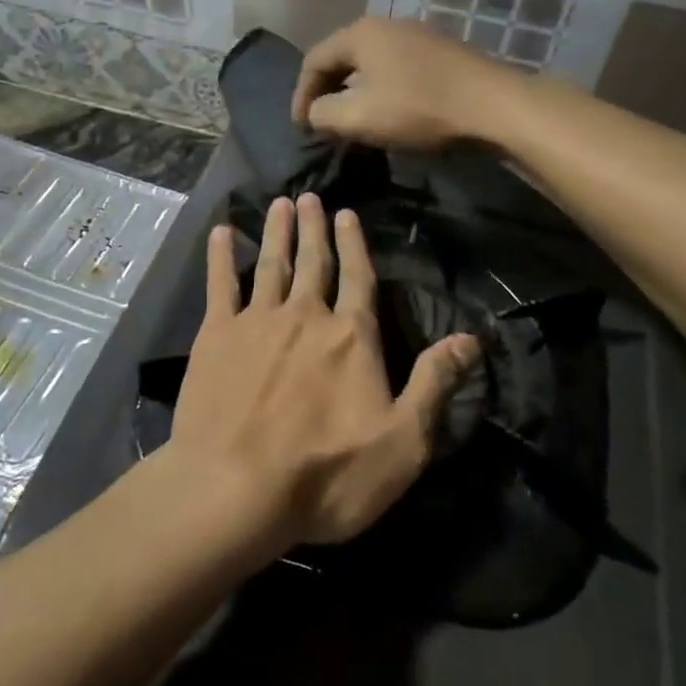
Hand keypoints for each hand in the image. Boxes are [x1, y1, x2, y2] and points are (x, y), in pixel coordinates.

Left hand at [167, 192, 479, 549]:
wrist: (235, 489)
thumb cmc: (326, 475)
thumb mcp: (402, 442)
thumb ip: (435, 384)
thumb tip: (471, 339)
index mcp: (351, 337)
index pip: (359, 278)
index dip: (354, 245)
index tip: (346, 213)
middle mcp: (305, 316)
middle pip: (313, 263)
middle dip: (313, 228)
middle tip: (309, 196)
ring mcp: (256, 322)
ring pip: (271, 264)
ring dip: (277, 232)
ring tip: (279, 203)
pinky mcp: (214, 337)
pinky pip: (219, 285)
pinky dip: (220, 256)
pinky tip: (221, 232)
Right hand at [290, 17, 524, 150]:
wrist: (491, 104)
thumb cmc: (417, 107)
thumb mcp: (359, 117)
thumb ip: (323, 114)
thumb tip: (315, 112)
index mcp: (360, 33)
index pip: (314, 59)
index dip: (301, 95)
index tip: (301, 127)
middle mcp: (386, 24)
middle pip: (342, 57)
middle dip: (327, 91)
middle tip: (322, 121)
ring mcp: (417, 35)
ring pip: (370, 62)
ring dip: (355, 90)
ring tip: (353, 119)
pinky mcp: (440, 52)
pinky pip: (395, 67)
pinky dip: (381, 88)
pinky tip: (389, 110)